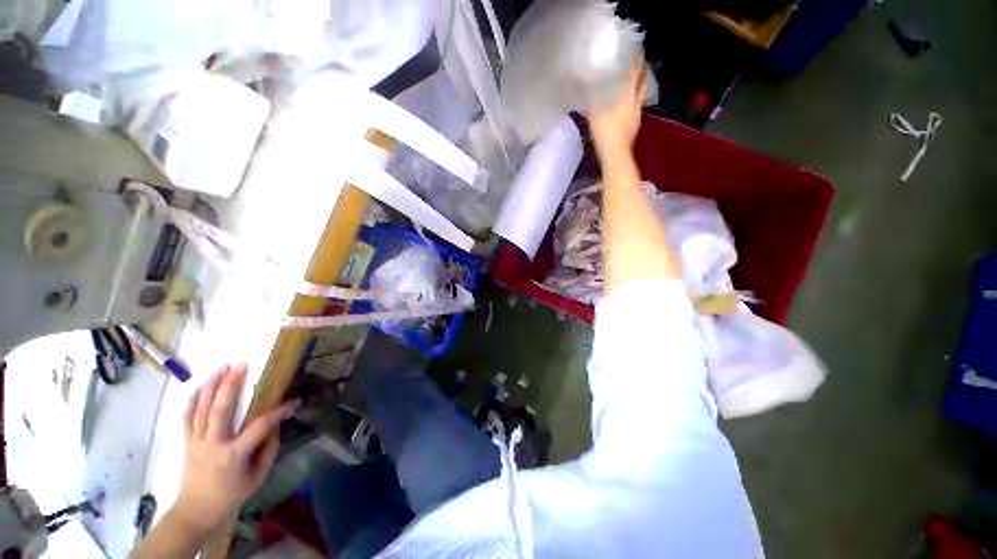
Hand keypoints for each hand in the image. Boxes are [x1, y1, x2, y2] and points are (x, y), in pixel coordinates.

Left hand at [171, 364, 297, 537]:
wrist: (195, 511)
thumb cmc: (231, 496)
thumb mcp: (257, 477)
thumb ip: (268, 450)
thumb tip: (276, 426)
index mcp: (234, 455)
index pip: (260, 426)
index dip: (279, 411)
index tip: (295, 401)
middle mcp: (213, 444)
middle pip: (220, 409)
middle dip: (231, 384)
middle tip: (242, 365)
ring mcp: (196, 441)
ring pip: (200, 408)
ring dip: (211, 386)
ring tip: (222, 368)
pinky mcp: (187, 441)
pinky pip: (188, 416)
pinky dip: (193, 399)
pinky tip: (201, 386)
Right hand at [587, 57, 647, 158]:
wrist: (615, 155)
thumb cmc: (606, 133)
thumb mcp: (595, 114)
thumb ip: (592, 99)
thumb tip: (587, 86)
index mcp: (627, 98)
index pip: (634, 74)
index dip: (636, 61)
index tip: (637, 50)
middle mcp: (636, 104)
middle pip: (643, 84)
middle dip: (643, 72)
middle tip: (641, 63)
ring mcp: (637, 116)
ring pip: (642, 96)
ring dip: (640, 87)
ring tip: (636, 81)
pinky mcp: (635, 126)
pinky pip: (637, 108)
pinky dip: (634, 101)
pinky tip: (628, 104)